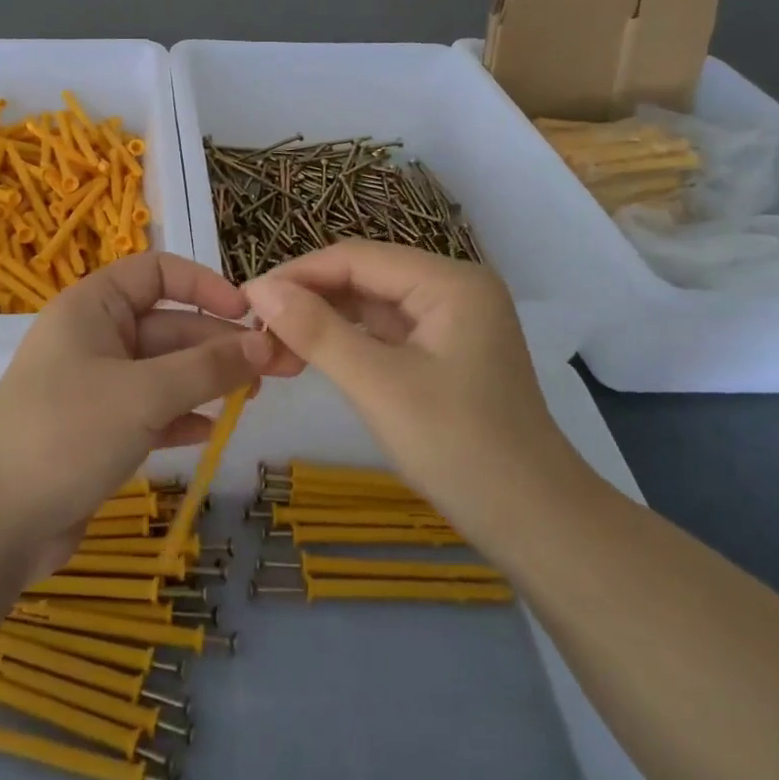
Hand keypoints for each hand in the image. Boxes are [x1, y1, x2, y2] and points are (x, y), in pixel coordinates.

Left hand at [0, 253, 297, 569]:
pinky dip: (182, 416)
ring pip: (165, 371)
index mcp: (93, 307)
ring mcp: (97, 387)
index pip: (156, 272)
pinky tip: (212, 431)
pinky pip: (152, 411)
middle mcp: (95, 338)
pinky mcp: (100, 431)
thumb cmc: (67, 433)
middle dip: (220, 343)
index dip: (204, 285)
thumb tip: (264, 344)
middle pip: (169, 325)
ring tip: (254, 398)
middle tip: (277, 367)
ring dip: (208, 381)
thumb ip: (208, 367)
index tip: (247, 313)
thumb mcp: (144, 394)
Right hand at [243, 240, 589, 539]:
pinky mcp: (444, 352)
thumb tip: (259, 288)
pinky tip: (312, 355)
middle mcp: (452, 289)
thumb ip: (317, 331)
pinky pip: (385, 332)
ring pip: (371, 305)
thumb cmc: (458, 447)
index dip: (298, 274)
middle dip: (309, 299)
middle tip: (255, 329)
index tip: (245, 299)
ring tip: (273, 344)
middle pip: (364, 277)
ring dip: (324, 321)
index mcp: (449, 281)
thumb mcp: (378, 385)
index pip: (357, 258)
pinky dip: (347, 342)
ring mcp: (451, 321)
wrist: (533, 521)